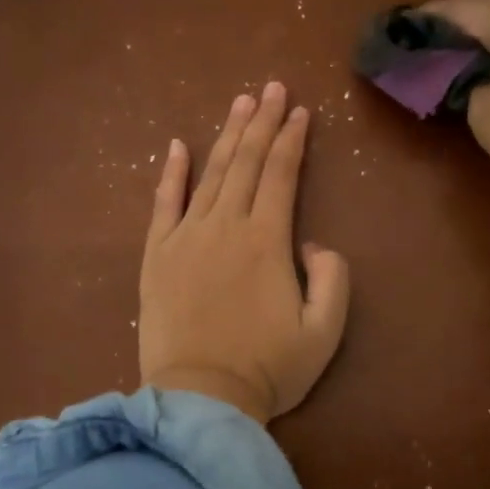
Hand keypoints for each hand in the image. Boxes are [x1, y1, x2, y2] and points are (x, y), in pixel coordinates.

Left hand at [139, 82, 350, 422]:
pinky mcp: (156, 255)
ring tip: (241, 104)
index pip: (282, 174)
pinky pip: (164, 203)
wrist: (199, 399)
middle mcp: (226, 226)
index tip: (300, 112)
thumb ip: (332, 278)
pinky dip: (170, 173)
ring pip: (211, 174)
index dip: (292, 139)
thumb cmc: (267, 369)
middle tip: (272, 89)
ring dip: (228, 136)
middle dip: (263, 122)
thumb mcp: (325, 332)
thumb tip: (313, 243)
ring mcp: (186, 237)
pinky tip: (177, 145)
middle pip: (247, 162)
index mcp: (267, 240)